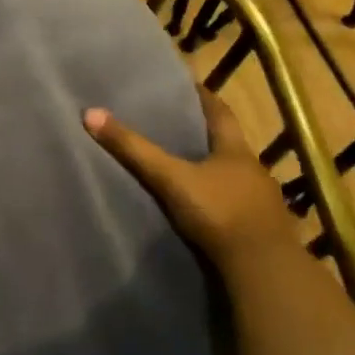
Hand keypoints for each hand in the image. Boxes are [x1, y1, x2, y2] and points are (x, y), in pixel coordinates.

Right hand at [83, 91, 296, 270]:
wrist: (264, 268)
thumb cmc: (219, 212)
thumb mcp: (170, 178)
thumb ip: (134, 150)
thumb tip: (90, 113)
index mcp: (236, 151)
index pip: (220, 113)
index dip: (204, 98)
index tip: (188, 86)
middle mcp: (253, 171)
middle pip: (228, 145)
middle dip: (205, 135)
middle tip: (177, 125)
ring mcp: (261, 202)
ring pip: (233, 177)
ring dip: (213, 171)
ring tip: (186, 168)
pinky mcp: (261, 230)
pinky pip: (237, 205)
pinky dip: (220, 200)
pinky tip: (204, 207)